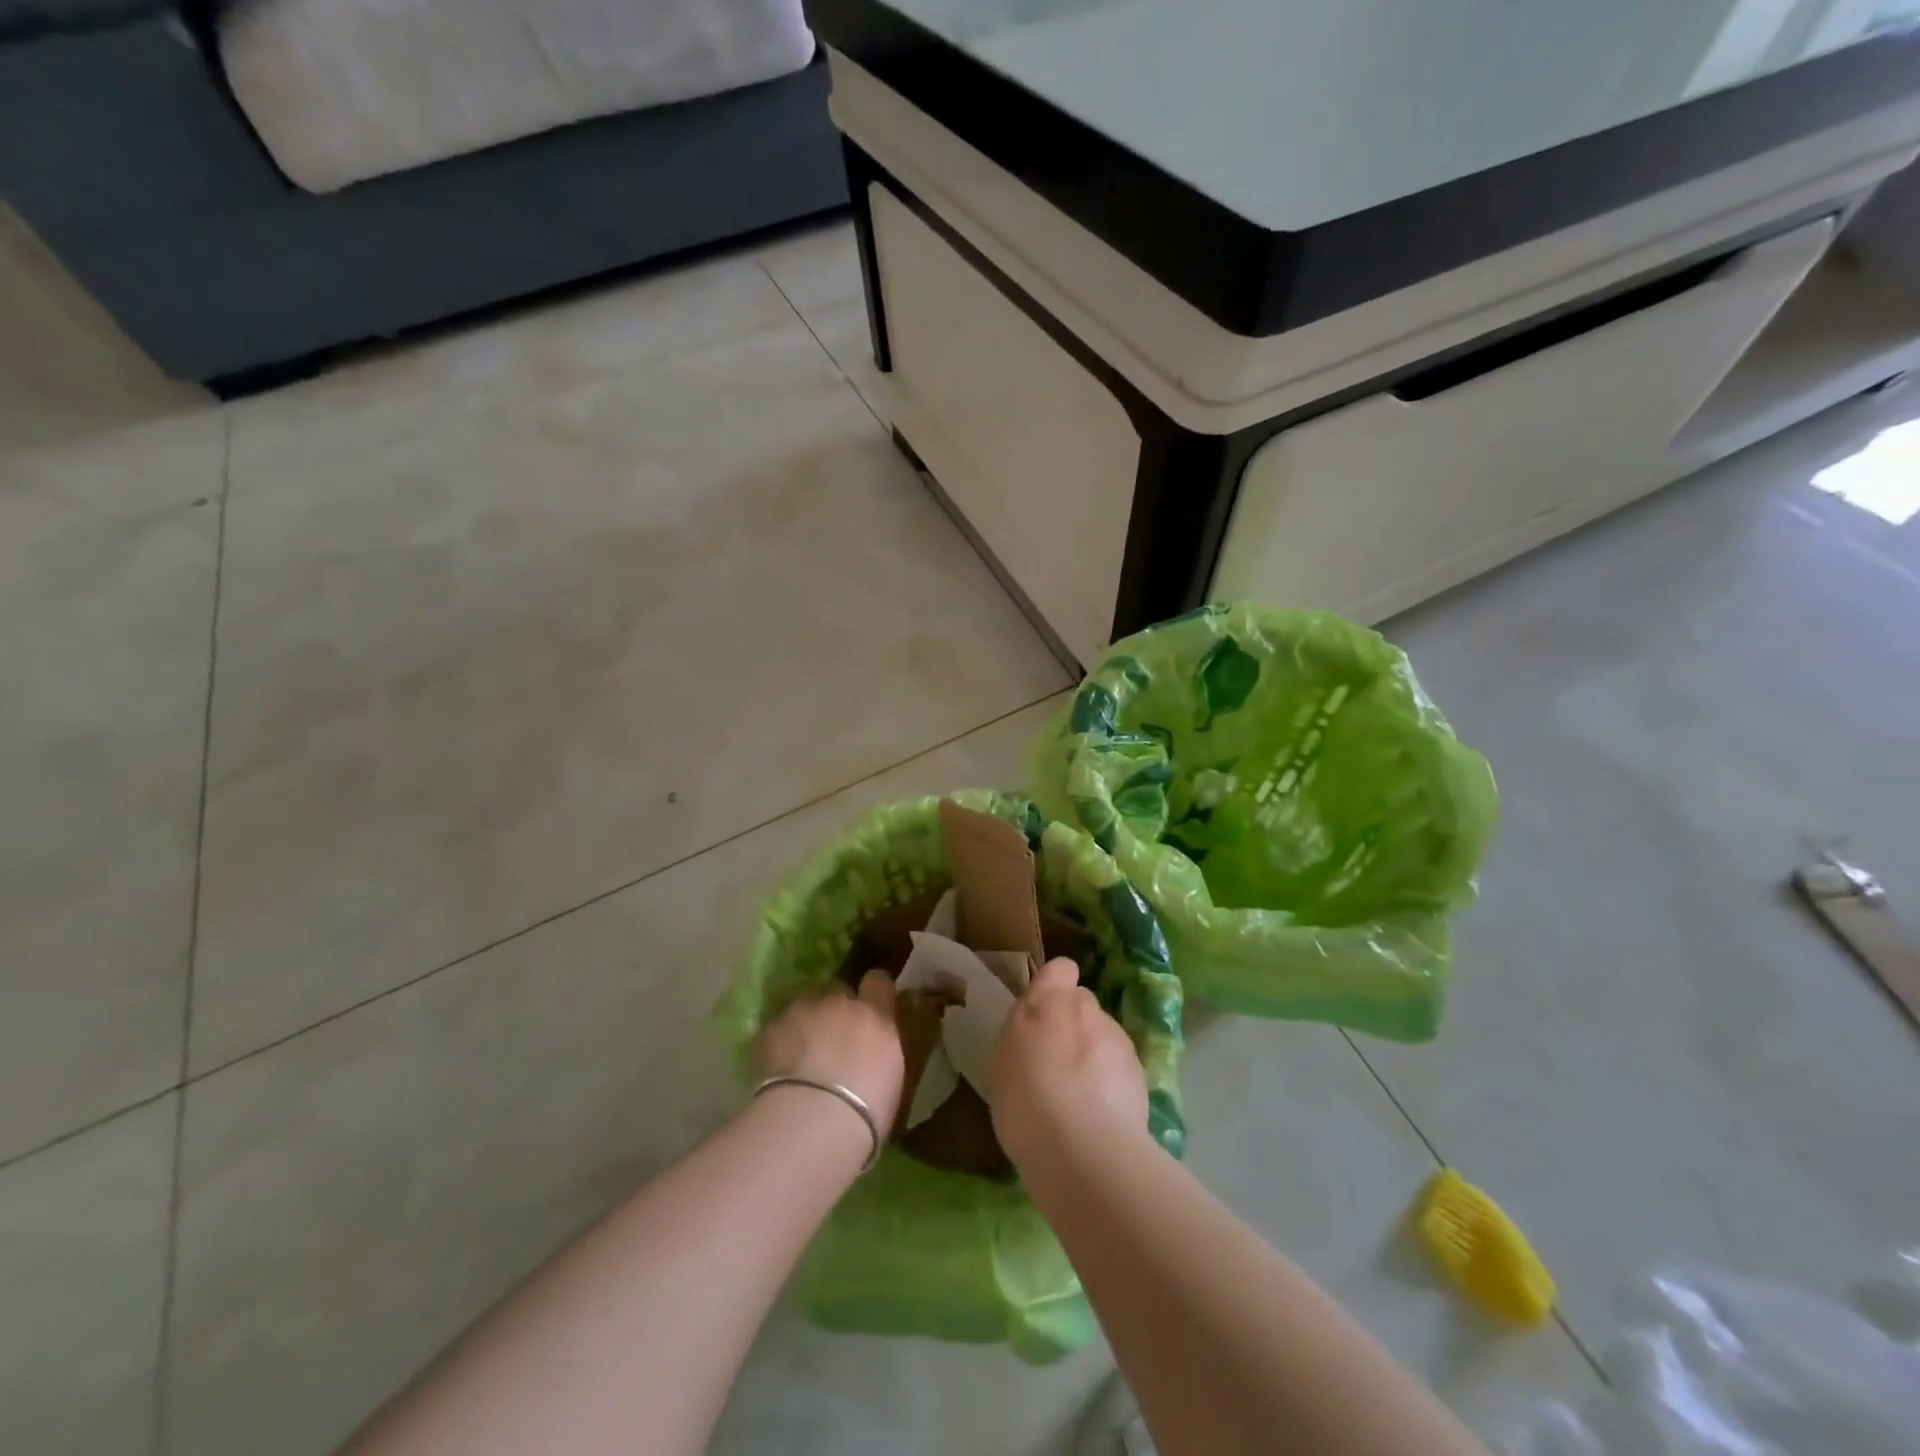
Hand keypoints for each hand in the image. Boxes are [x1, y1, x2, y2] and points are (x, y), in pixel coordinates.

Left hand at [753, 971, 904, 1135]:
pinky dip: (777, 1042)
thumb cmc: (865, 1112)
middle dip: (835, 1009)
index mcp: (875, 1017)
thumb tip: (869, 1053)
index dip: (872, 990)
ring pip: (803, 1006)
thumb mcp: (889, 1079)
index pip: (878, 982)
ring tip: (799, 1056)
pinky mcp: (770, 1028)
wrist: (815, 1121)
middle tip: (831, 1040)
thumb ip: (878, 1053)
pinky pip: (776, 1028)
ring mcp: (802, 1011)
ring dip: (804, 1024)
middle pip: (837, 990)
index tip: (870, 1004)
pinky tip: (775, 1069)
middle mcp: (840, 1004)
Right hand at [992, 957, 1147, 1170]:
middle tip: (1054, 1062)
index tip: (1041, 1012)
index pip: (1060, 968)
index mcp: (1050, 1000)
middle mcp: (1089, 1010)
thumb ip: (1023, 1028)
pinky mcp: (1140, 1075)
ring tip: (1077, 1097)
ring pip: (1103, 1036)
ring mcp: (1119, 1041)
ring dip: (1093, 1054)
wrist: (1085, 1151)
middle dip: (1072, 1024)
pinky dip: (1111, 1084)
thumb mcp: (1003, 1059)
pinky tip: (1098, 1116)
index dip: (1053, 985)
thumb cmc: (1027, 1100)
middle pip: (1083, 1005)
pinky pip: (1120, 1069)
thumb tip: (1038, 1019)